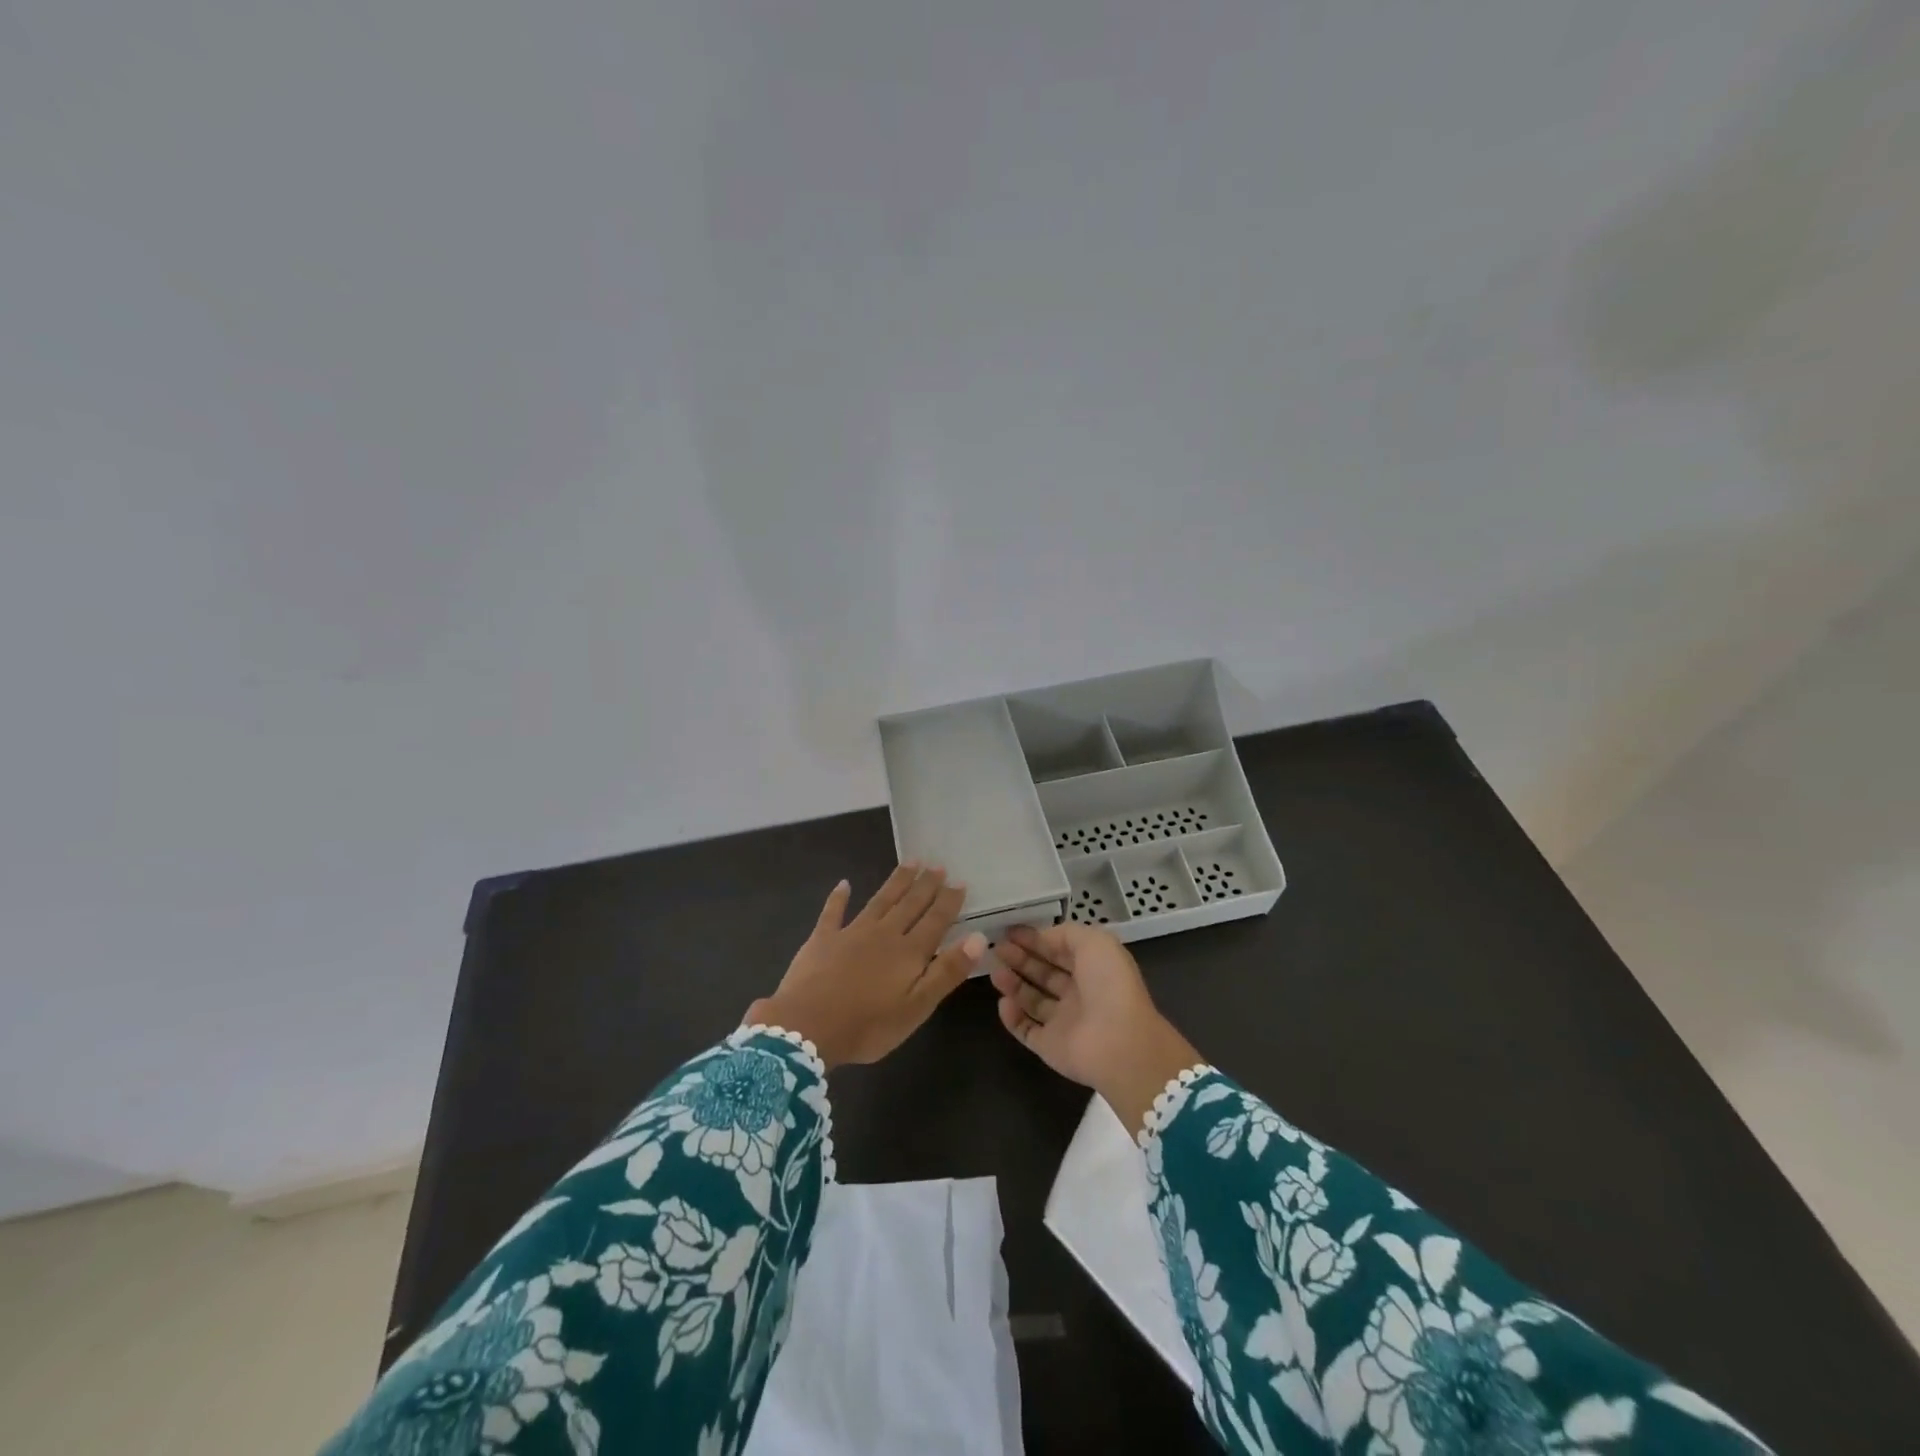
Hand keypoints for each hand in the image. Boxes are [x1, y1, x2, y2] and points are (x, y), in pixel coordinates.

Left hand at [746, 864, 985, 1069]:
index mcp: (909, 952)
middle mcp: (884, 934)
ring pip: (880, 900)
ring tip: (910, 862)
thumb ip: (947, 971)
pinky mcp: (822, 939)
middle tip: (937, 865)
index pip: (935, 920)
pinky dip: (839, 897)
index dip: (949, 901)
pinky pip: (833, 912)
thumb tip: (978, 938)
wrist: (806, 1028)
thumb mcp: (917, 1007)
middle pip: (909, 904)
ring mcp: (851, 933)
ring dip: (896, 882)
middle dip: (925, 885)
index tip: (960, 881)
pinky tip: (844, 883)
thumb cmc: (868, 1026)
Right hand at [992, 923, 1200, 1135]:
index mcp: (1093, 968)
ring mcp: (1064, 1022)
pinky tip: (1003, 1002)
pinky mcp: (1050, 1046)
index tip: (1010, 932)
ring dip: (1013, 984)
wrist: (1119, 1042)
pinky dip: (1012, 1017)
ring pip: (1032, 1000)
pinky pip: (1026, 1029)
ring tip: (995, 972)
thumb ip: (1066, 934)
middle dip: (1020, 959)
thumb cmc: (1109, 984)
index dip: (1036, 939)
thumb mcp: (1095, 942)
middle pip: (1044, 973)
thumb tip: (1042, 937)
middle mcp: (1079, 994)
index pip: (1059, 950)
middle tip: (997, 949)